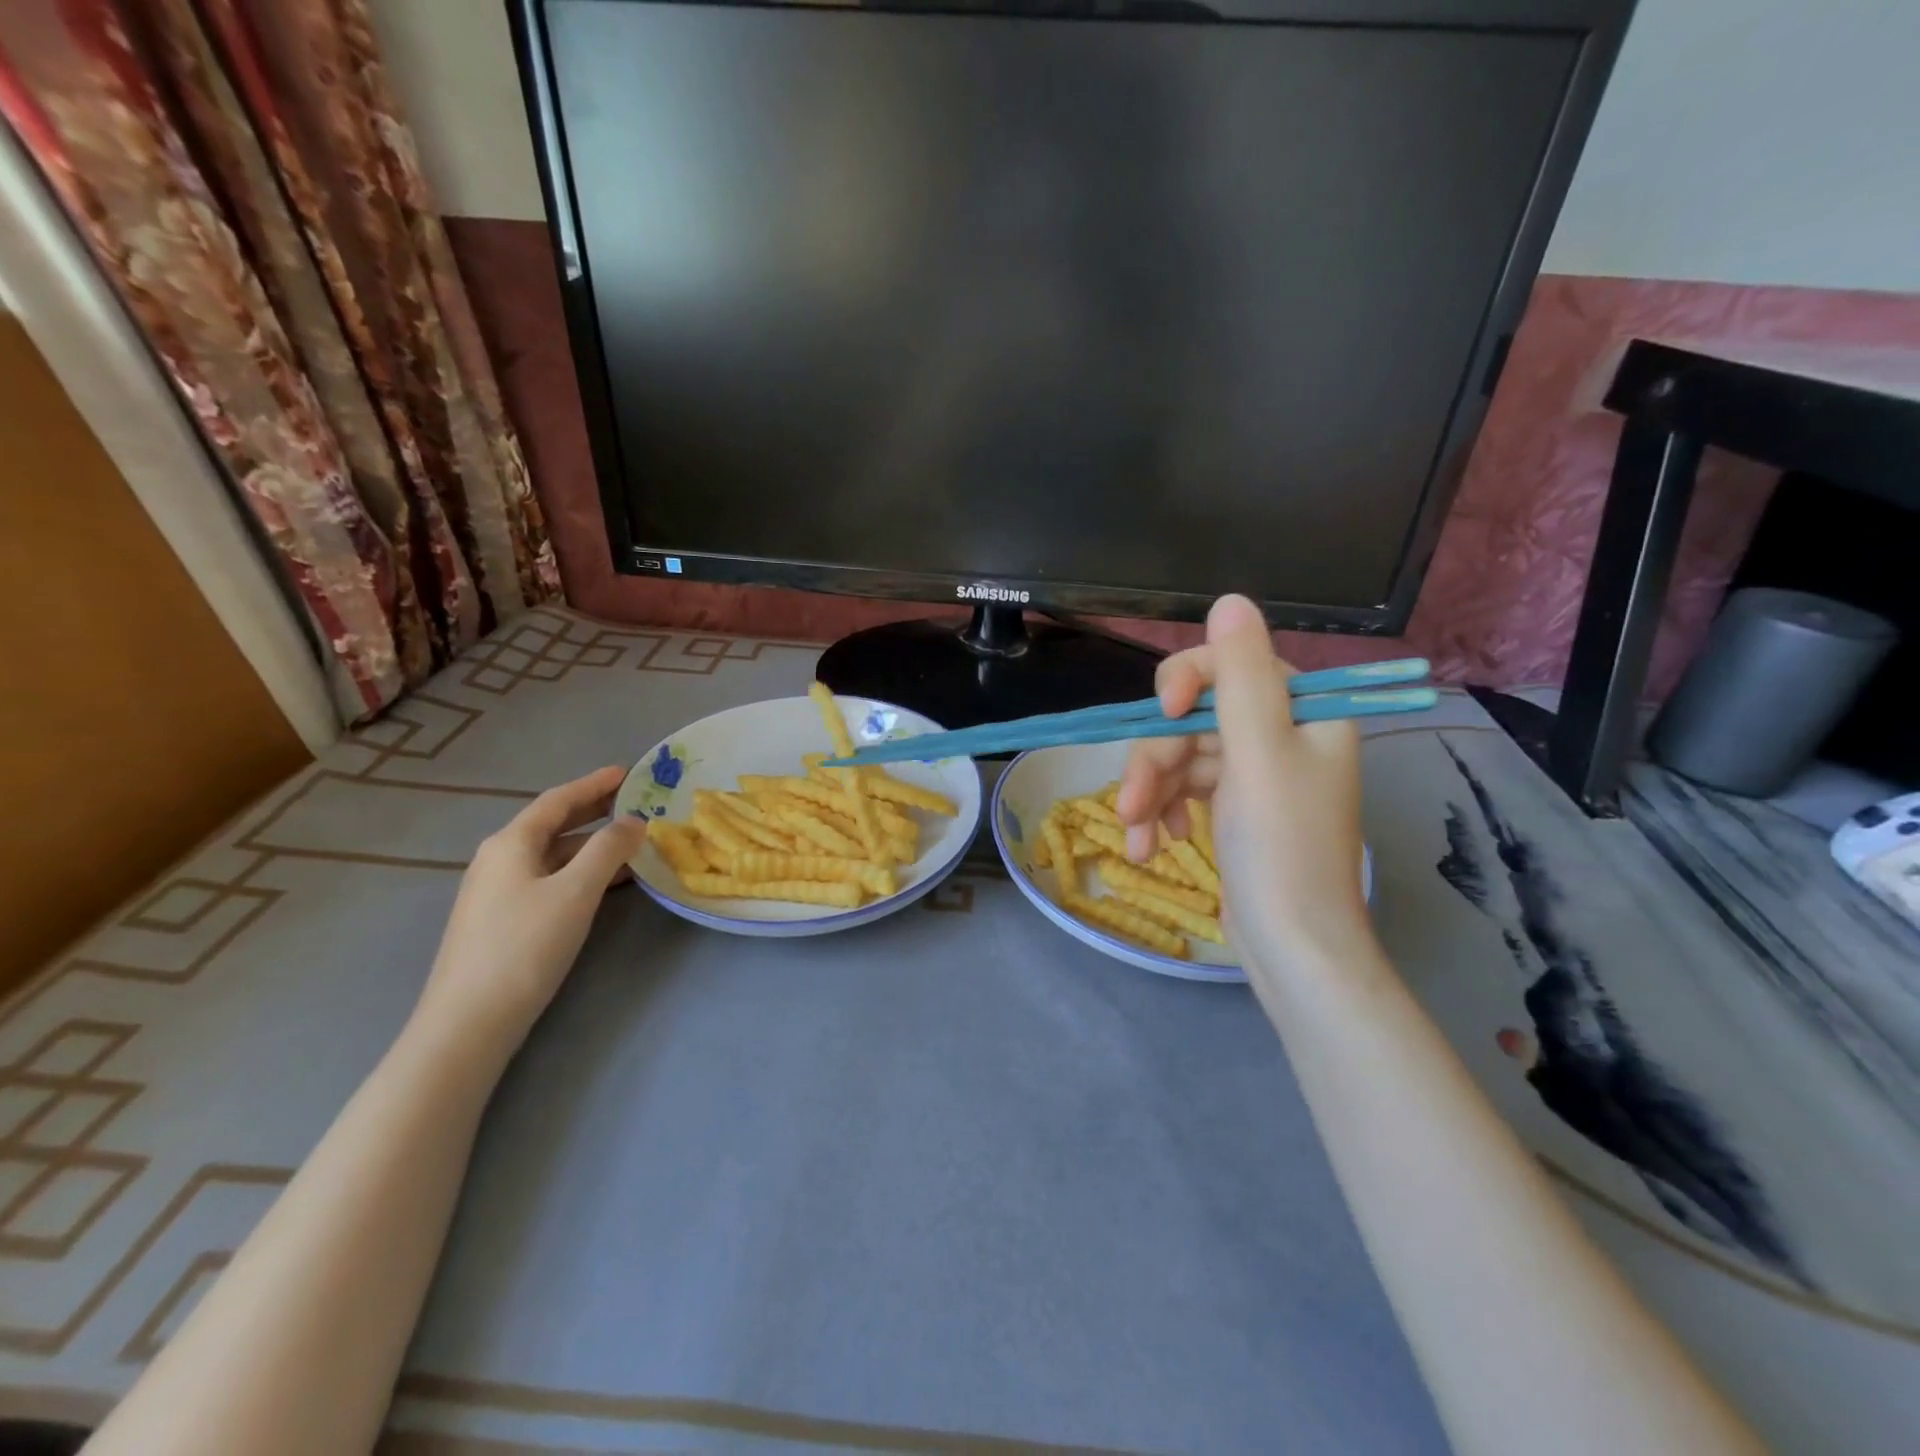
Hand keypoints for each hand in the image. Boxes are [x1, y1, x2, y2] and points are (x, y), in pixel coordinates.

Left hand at [412, 765, 645, 1059]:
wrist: (469, 1022)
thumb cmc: (525, 946)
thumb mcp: (576, 891)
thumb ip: (608, 849)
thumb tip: (634, 821)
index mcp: (511, 843)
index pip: (558, 801)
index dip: (594, 784)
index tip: (628, 772)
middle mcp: (499, 859)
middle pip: (552, 824)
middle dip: (594, 811)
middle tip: (635, 802)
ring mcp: (496, 891)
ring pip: (552, 854)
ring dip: (591, 844)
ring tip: (632, 842)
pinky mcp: (502, 920)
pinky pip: (549, 878)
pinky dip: (580, 871)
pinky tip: (605, 883)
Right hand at [1117, 595, 1369, 966]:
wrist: (1293, 949)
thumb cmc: (1281, 849)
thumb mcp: (1259, 754)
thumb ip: (1240, 676)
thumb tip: (1230, 600)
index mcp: (1305, 711)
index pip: (1232, 665)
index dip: (1186, 681)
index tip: (1160, 713)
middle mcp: (1282, 733)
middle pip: (1194, 717)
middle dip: (1156, 760)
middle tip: (1132, 805)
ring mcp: (1255, 772)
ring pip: (1181, 755)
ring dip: (1150, 793)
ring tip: (1136, 837)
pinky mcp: (1233, 806)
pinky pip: (1185, 788)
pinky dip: (1162, 812)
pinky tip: (1151, 845)